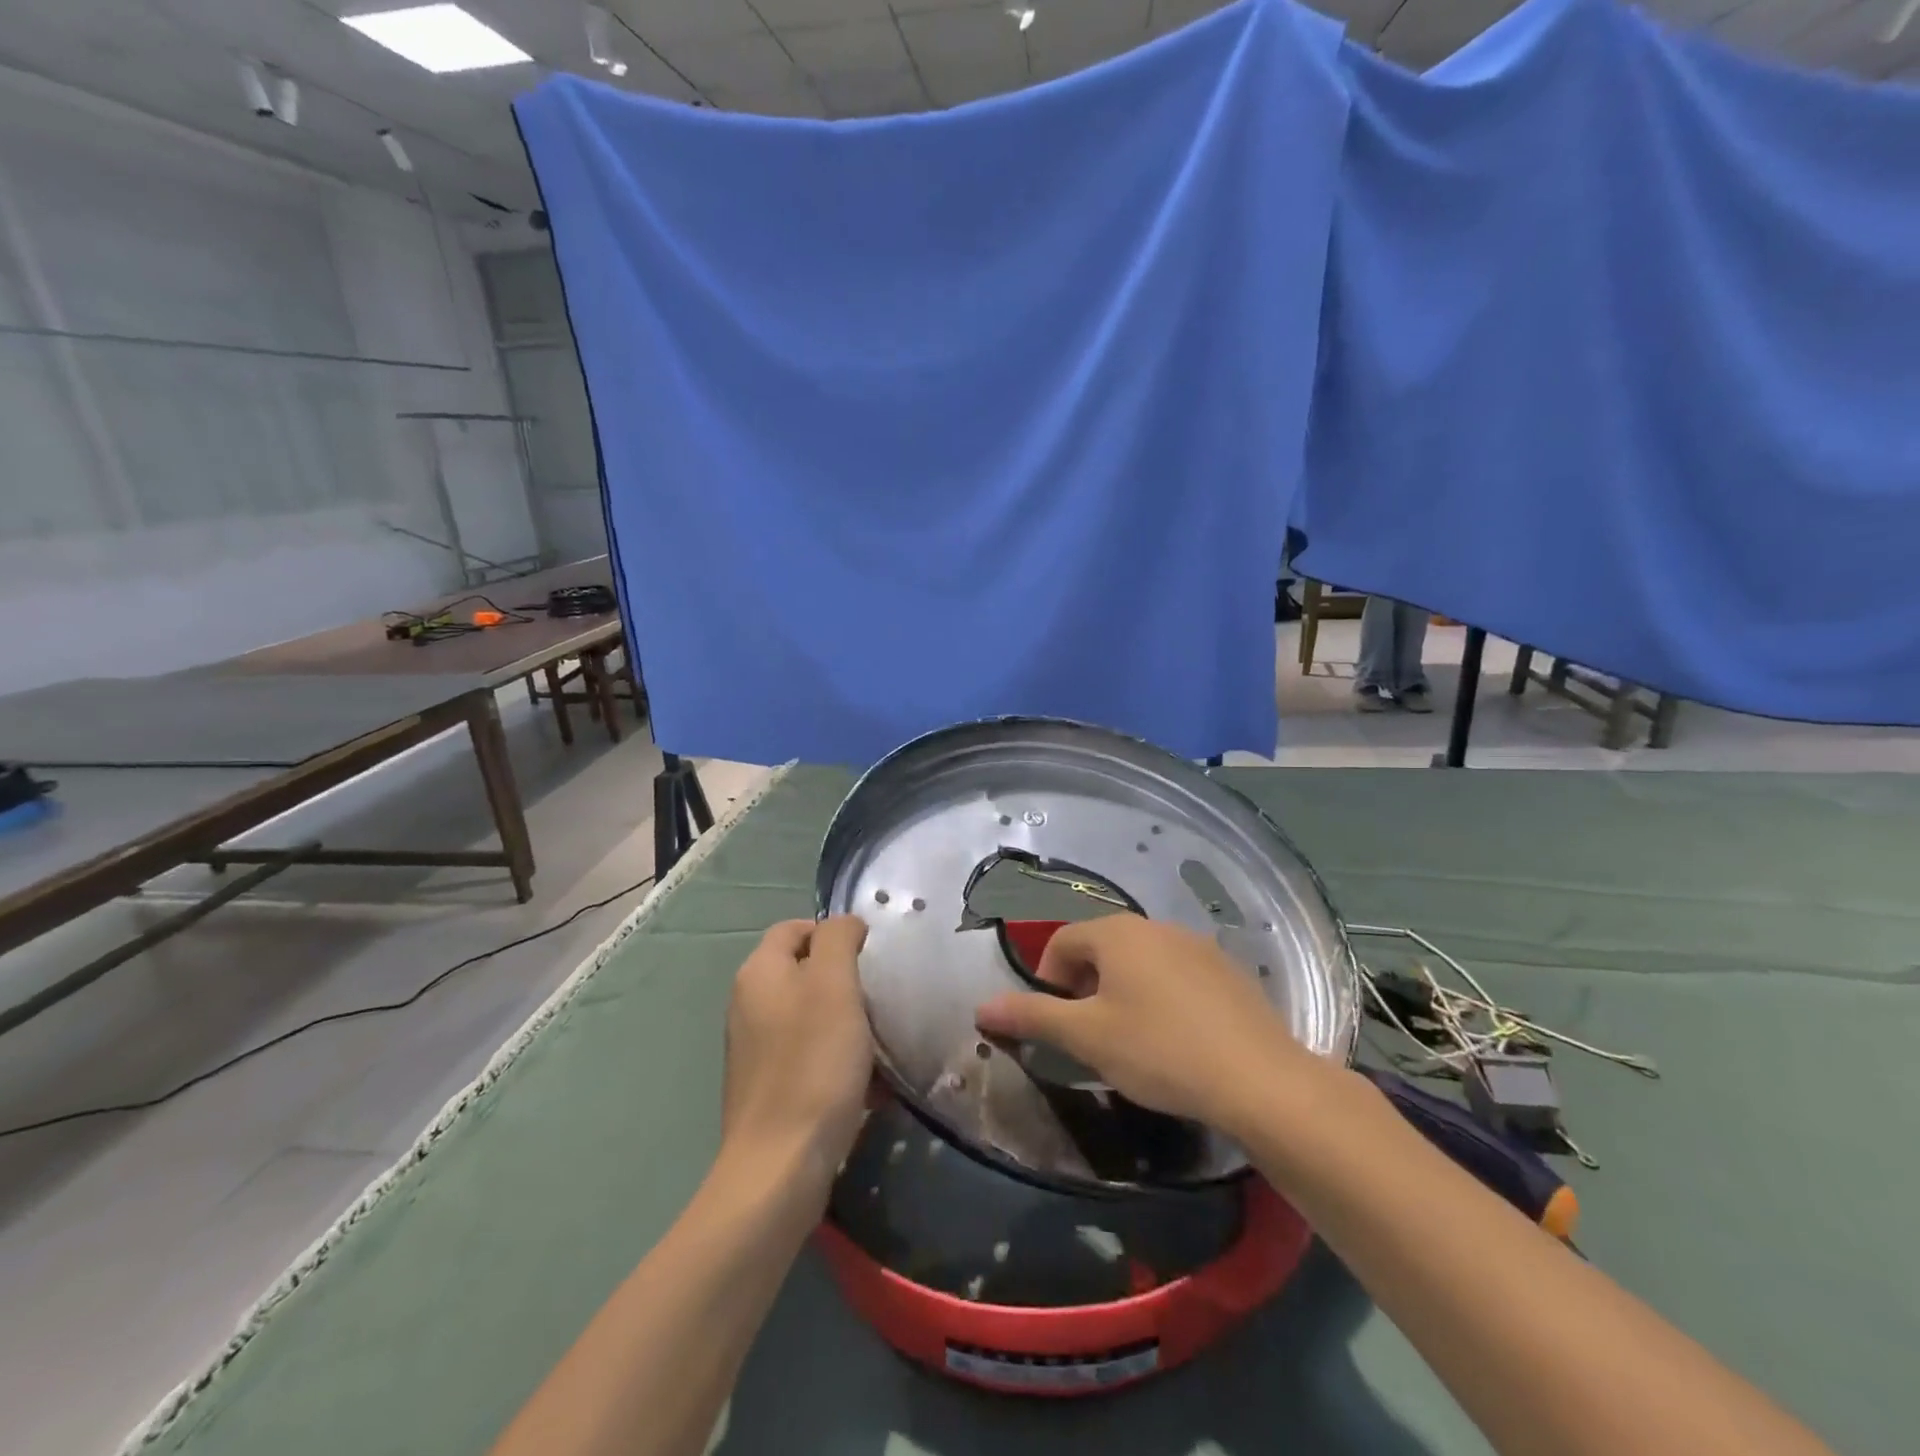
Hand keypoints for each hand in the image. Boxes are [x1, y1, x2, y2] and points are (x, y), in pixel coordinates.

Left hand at [719, 917, 873, 1196]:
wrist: (780, 1166)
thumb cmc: (813, 1064)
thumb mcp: (834, 985)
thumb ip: (838, 939)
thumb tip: (844, 925)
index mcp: (759, 973)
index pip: (795, 927)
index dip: (834, 933)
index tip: (871, 958)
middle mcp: (748, 1004)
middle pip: (804, 971)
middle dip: (845, 981)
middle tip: (879, 999)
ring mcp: (754, 1048)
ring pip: (810, 1015)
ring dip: (847, 1022)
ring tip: (880, 1043)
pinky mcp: (767, 1086)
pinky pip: (808, 1054)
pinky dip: (837, 1059)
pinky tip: (866, 1084)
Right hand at [974, 915, 1326, 1139]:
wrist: (1259, 1080)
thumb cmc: (1159, 1051)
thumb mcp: (1087, 1038)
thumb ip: (1032, 1016)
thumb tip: (982, 1007)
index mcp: (1117, 933)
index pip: (1062, 941)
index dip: (1047, 980)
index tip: (1055, 1023)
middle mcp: (1155, 926)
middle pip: (1102, 948)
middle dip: (1084, 986)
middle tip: (1089, 1035)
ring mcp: (1197, 945)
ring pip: (1141, 961)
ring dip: (1122, 991)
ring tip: (1130, 1040)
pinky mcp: (1228, 971)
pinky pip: (1177, 974)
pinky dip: (1161, 996)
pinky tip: (1175, 1039)